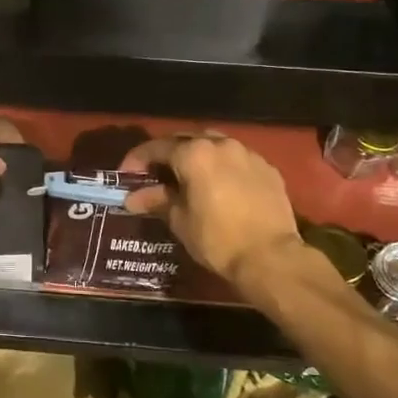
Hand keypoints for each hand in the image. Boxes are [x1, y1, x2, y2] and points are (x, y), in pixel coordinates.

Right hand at [121, 132, 303, 285]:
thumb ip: (157, 201)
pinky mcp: (268, 169)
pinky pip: (238, 159)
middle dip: (168, 154)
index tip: (126, 175)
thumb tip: (134, 198)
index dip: (137, 160)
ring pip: (215, 145)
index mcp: (194, 153)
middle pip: (187, 140)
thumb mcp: (180, 221)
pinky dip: (223, 167)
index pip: (157, 148)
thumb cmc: (217, 239)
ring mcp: (248, 154)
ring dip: (198, 156)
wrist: (271, 257)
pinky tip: (220, 186)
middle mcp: (221, 144)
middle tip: (156, 174)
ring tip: (189, 177)